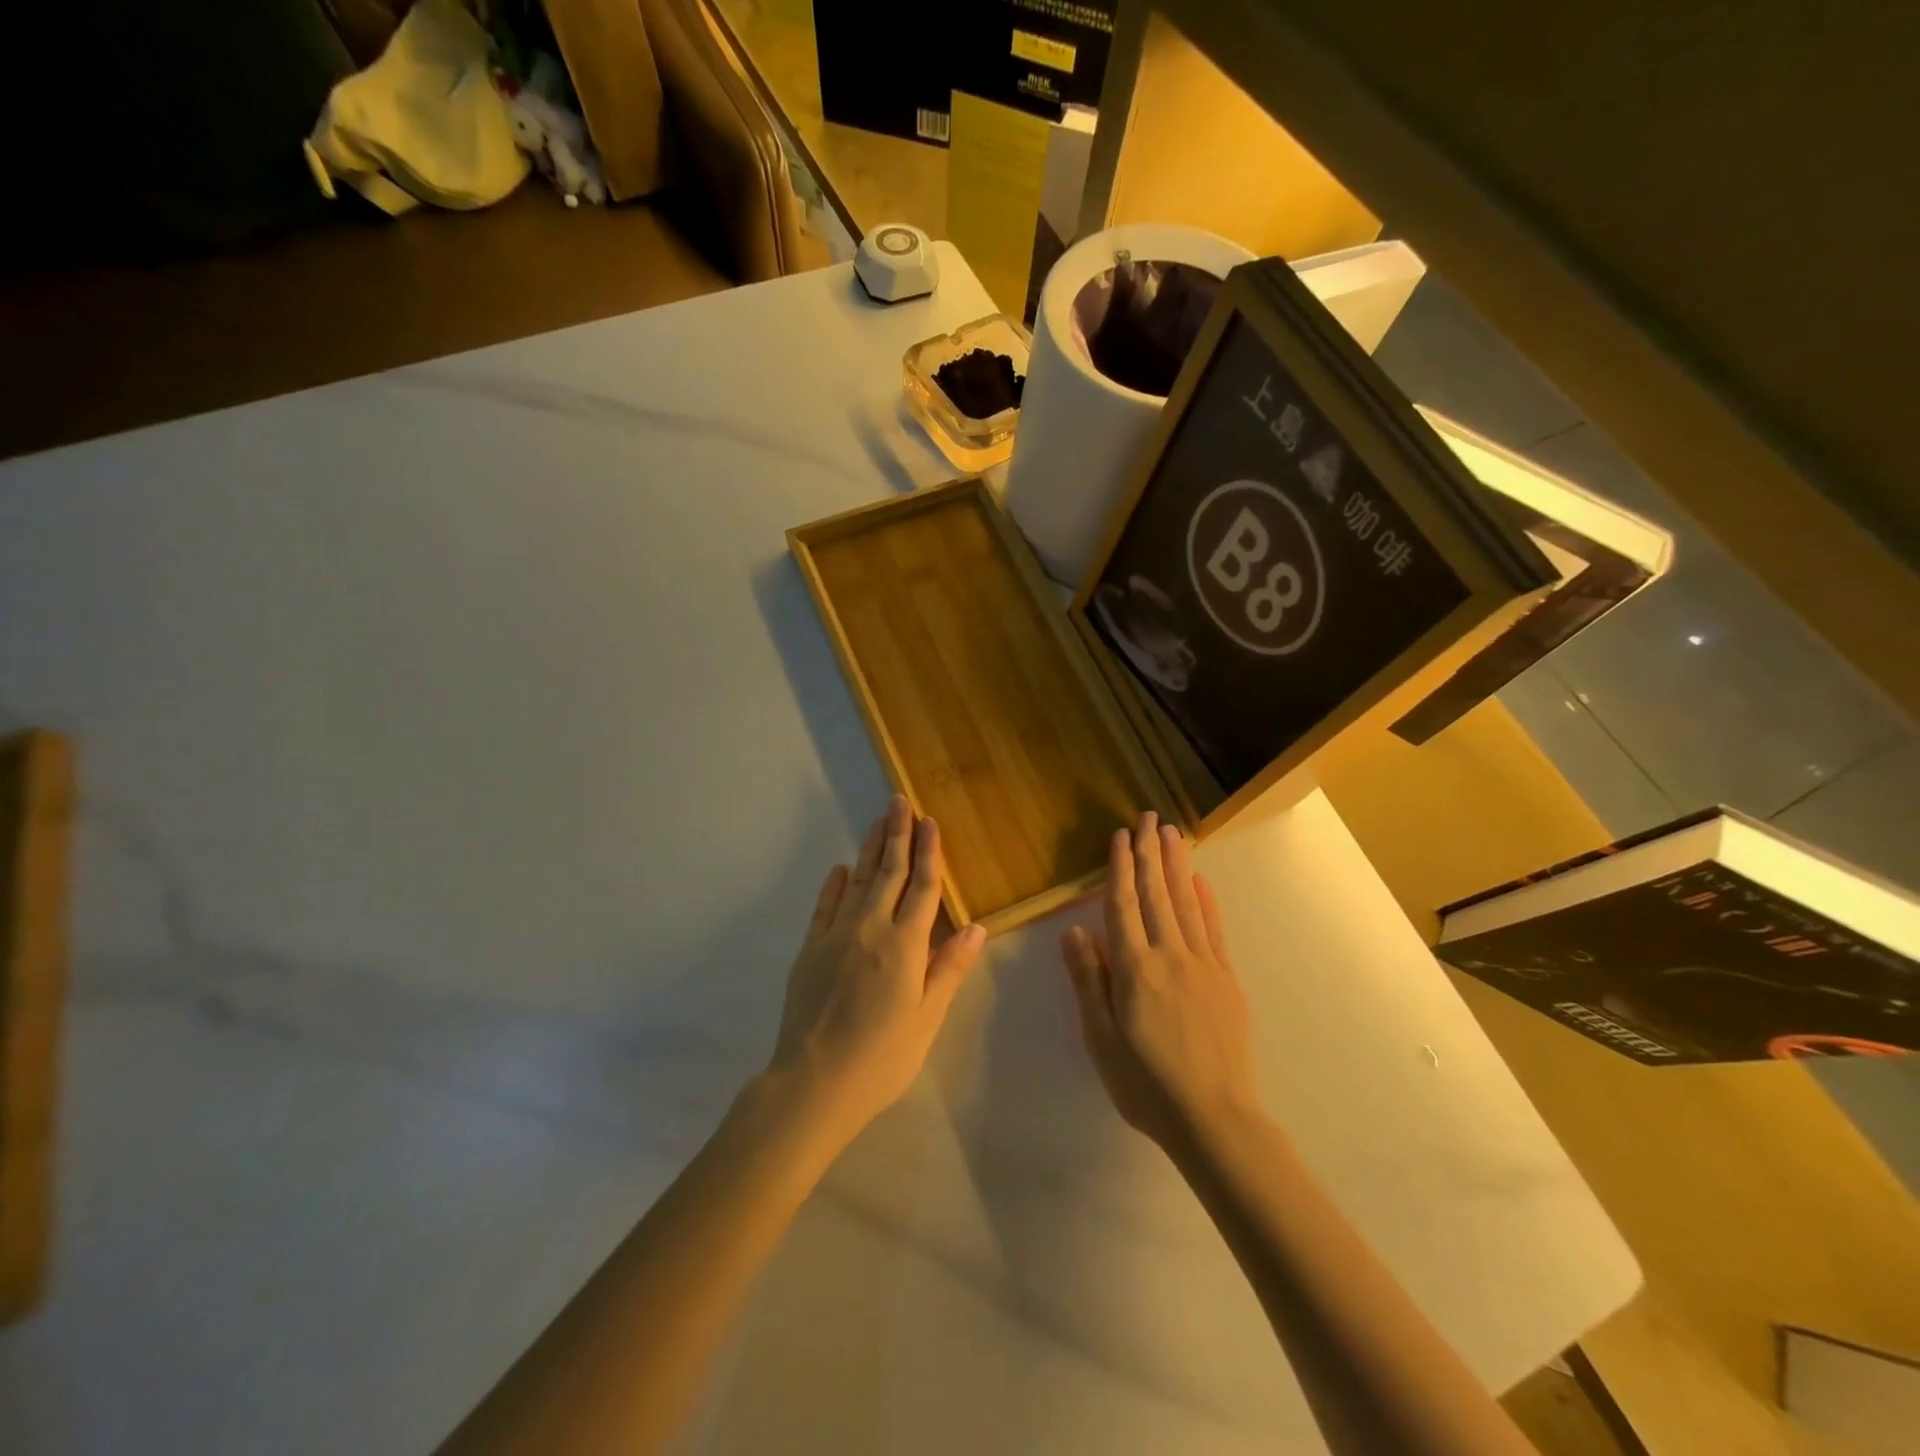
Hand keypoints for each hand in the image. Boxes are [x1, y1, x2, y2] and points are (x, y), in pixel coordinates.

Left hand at [766, 796, 986, 1146]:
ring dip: (869, 849)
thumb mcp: (926, 1018)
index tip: (930, 822)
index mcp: (904, 945)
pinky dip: (834, 885)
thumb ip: (949, 968)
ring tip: (878, 822)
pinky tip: (839, 869)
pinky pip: (825, 906)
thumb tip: (979, 928)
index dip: (930, 853)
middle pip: (889, 873)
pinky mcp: (810, 949)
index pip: (923, 888)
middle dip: (897, 835)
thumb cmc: (881, 1057)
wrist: (813, 1083)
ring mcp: (836, 936)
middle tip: (899, 801)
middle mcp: (870, 928)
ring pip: (857, 881)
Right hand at [1061, 811, 1261, 1154]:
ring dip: (1177, 866)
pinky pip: (1214, 930)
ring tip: (1172, 834)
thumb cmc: (1146, 1084)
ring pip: (1186, 903)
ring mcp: (1203, 965)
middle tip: (1148, 817)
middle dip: (1149, 853)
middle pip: (1156, 895)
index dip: (1120, 868)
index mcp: (1134, 969)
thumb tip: (1073, 930)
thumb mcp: (1101, 1039)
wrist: (1214, 1119)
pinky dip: (1207, 902)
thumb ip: (1089, 980)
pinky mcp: (1226, 980)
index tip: (1120, 835)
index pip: (1122, 906)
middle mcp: (1169, 956)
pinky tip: (1202, 881)